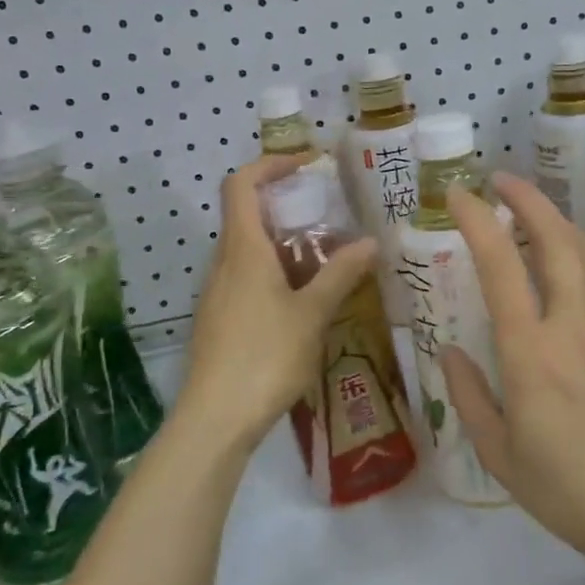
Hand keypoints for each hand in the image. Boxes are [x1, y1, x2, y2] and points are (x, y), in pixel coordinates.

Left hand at [181, 154, 376, 457]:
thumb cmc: (264, 356)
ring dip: (288, 246)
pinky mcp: (220, 320)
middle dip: (290, 210)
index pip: (242, 184)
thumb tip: (370, 241)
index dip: (271, 164)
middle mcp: (225, 263)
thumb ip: (341, 274)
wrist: (214, 420)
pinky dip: (278, 274)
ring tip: (330, 261)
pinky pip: (249, 279)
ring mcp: (219, 293)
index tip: (308, 164)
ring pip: (251, 252)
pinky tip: (307, 302)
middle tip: (332, 219)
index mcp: (243, 250)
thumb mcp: (312, 313)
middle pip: (249, 216)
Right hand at [440, 173, 584, 579]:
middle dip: (527, 198)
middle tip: (499, 180)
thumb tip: (448, 350)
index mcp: (532, 353)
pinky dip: (582, 248)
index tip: (458, 195)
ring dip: (557, 217)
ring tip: (532, 208)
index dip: (479, 221)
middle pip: (556, 238)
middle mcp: (574, 324)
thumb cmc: (567, 489)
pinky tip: (570, 255)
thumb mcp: (500, 454)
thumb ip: (469, 395)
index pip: (502, 266)